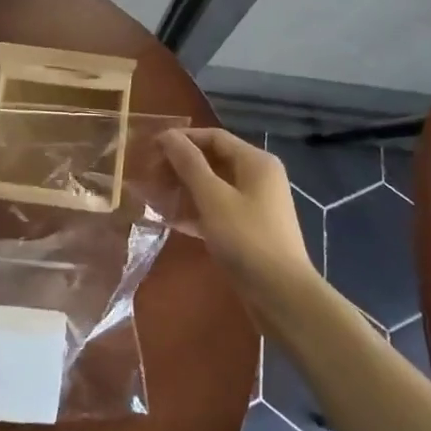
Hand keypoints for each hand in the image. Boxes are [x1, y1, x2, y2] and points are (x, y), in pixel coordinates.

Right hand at [160, 129, 321, 315]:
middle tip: (149, 175)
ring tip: (153, 195)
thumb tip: (167, 135)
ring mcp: (255, 205)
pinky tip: (170, 220)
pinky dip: (195, 211)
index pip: (213, 137)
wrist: (282, 296)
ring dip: (184, 189)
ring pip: (213, 187)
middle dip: (180, 165)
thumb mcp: (213, 197)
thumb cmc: (247, 238)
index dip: (182, 139)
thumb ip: (189, 163)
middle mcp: (258, 177)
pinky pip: (217, 210)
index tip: (151, 149)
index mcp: (256, 161)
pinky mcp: (248, 230)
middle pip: (213, 160)